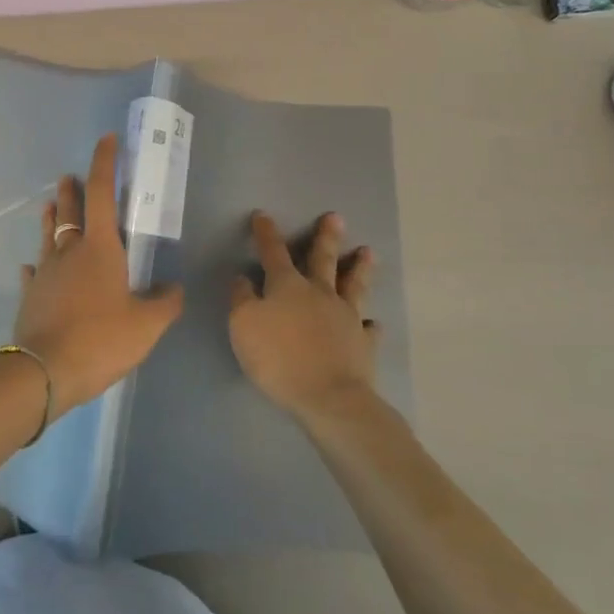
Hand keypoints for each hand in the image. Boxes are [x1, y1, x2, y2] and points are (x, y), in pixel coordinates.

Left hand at [13, 134, 182, 417]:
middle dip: (72, 189)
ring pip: (48, 234)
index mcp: (100, 247)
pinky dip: (37, 265)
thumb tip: (174, 289)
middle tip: (70, 176)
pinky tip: (33, 267)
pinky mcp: (30, 294)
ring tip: (51, 206)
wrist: (44, 371)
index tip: (107, 139)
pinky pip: (34, 272)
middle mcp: (69, 250)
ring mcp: (45, 271)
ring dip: (52, 217)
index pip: (102, 192)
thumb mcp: (146, 326)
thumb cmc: (100, 339)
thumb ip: (164, 304)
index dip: (105, 162)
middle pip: (70, 209)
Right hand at [229, 211, 379, 422]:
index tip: (262, 215)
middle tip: (336, 217)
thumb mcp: (243, 326)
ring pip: (354, 285)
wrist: (329, 397)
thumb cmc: (278, 358)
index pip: (273, 252)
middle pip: (323, 259)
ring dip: (359, 268)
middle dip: (326, 237)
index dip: (266, 233)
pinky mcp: (363, 344)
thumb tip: (243, 277)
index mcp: (287, 286)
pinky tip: (372, 322)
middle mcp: (319, 293)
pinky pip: (368, 329)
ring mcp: (346, 317)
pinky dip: (369, 324)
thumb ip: (241, 299)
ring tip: (368, 252)